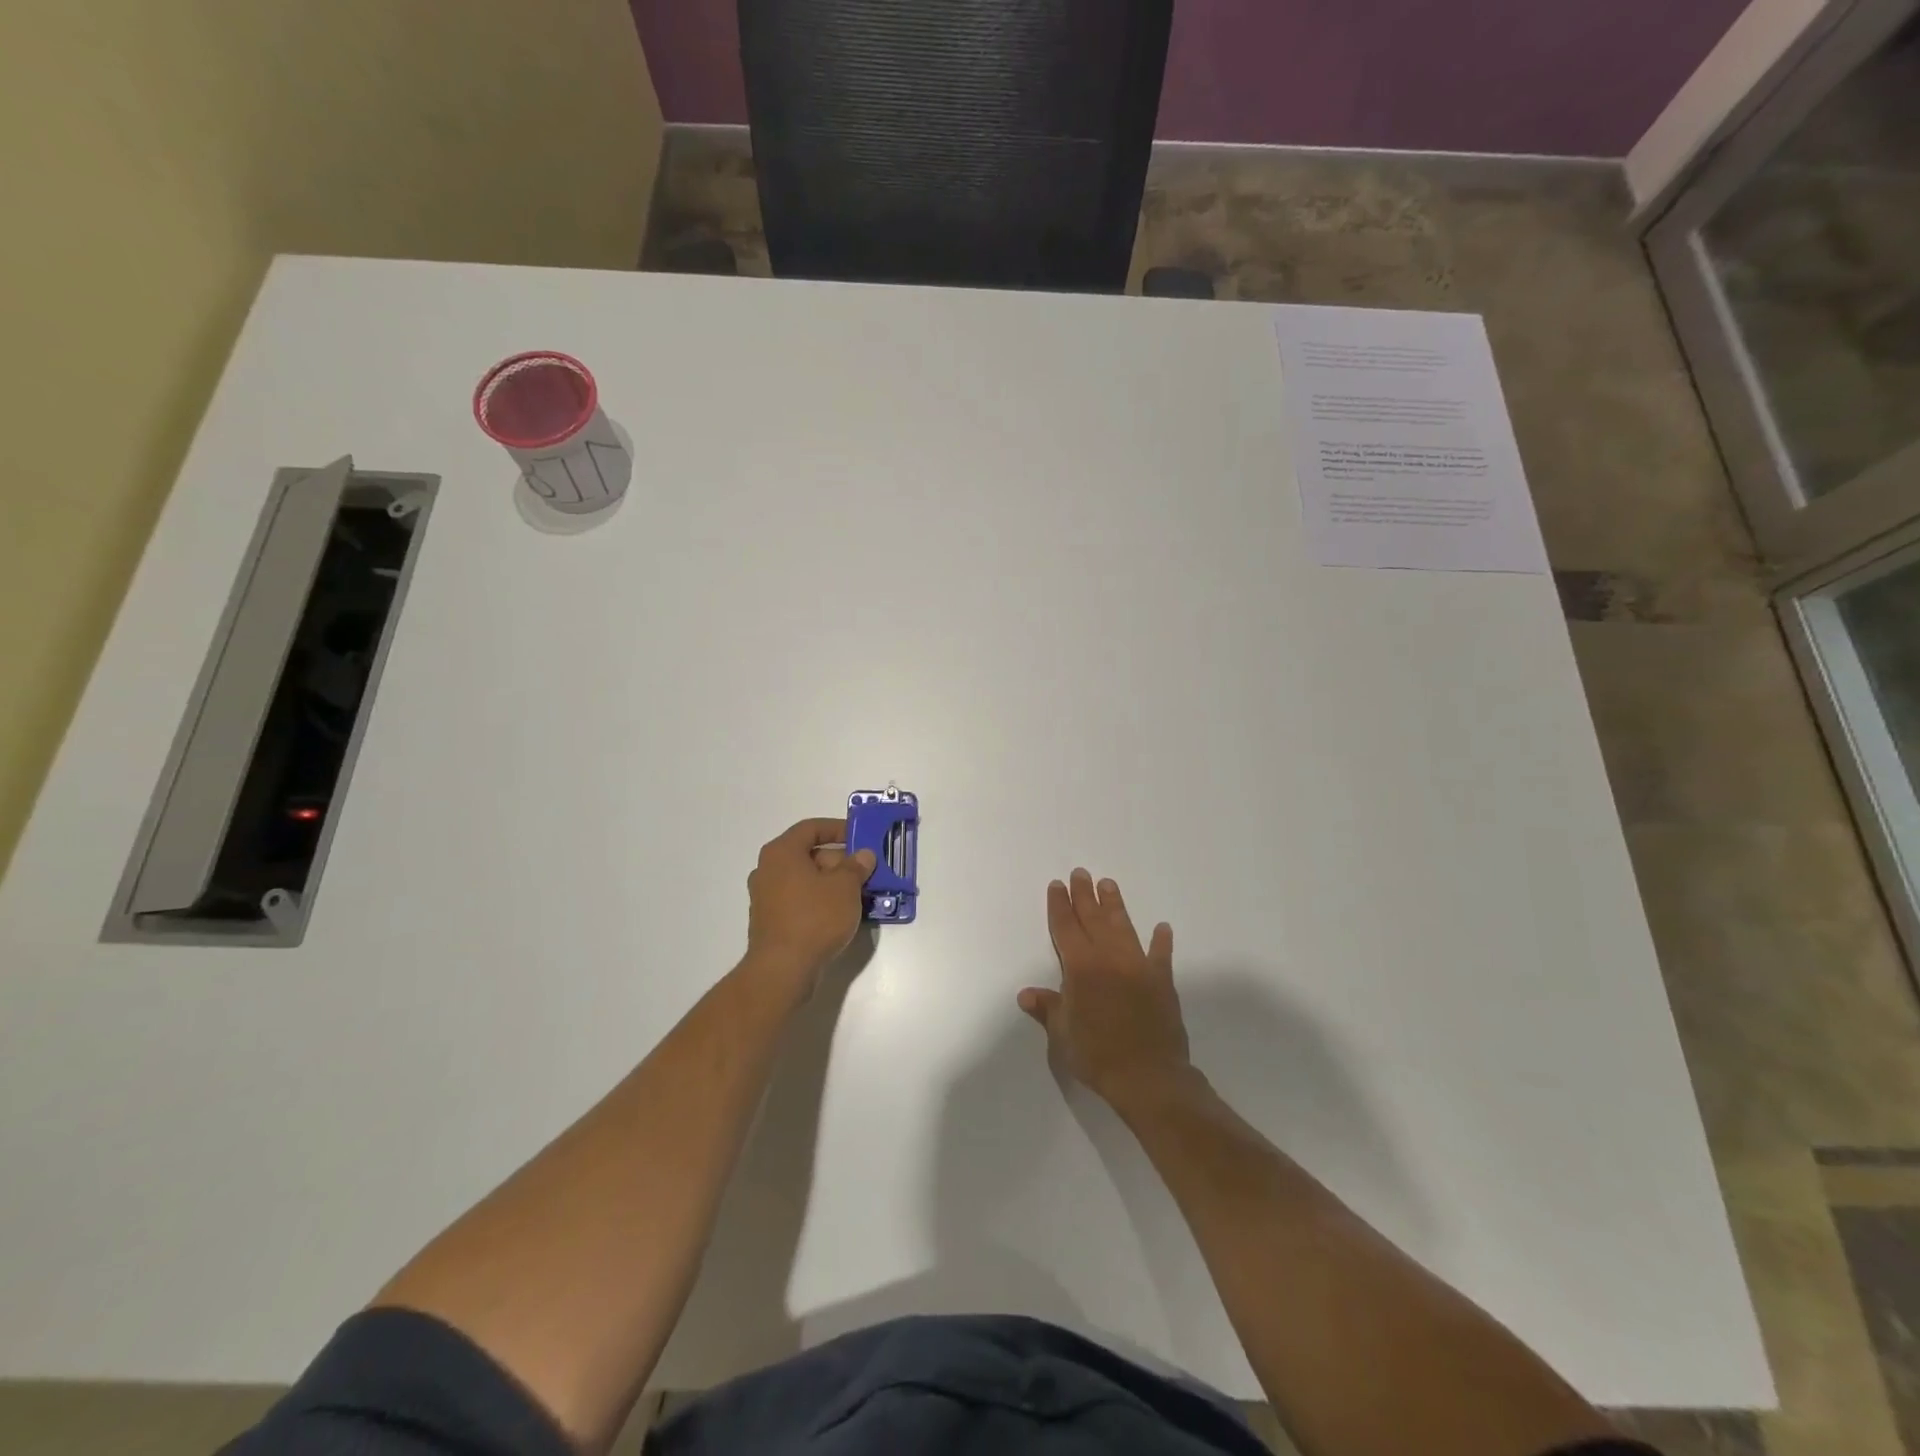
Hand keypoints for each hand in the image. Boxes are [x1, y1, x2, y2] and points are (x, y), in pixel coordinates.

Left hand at [746, 817, 874, 988]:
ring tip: (859, 894)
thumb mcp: (845, 887)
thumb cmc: (814, 918)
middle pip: (809, 855)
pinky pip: (799, 900)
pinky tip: (841, 914)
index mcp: (781, 852)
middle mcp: (768, 869)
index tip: (860, 837)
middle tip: (865, 871)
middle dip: (840, 861)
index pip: (811, 828)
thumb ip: (856, 866)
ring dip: (832, 883)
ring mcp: (766, 897)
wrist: (783, 969)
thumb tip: (863, 855)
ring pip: (805, 880)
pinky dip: (819, 901)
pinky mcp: (770, 921)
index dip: (838, 828)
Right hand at [1019, 869, 1193, 1110]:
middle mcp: (1109, 958)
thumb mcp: (1062, 1033)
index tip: (1058, 885)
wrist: (1147, 1076)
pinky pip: (1161, 955)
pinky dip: (1161, 941)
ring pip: (1123, 927)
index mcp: (1081, 967)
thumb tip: (1026, 994)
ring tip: (1108, 884)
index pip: (1066, 928)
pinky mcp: (1162, 980)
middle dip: (1085, 895)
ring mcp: (1138, 966)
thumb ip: (1047, 1008)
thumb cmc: (1096, 1054)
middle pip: (1094, 919)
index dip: (1060, 906)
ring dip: (1115, 905)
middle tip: (1081, 873)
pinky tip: (1162, 928)